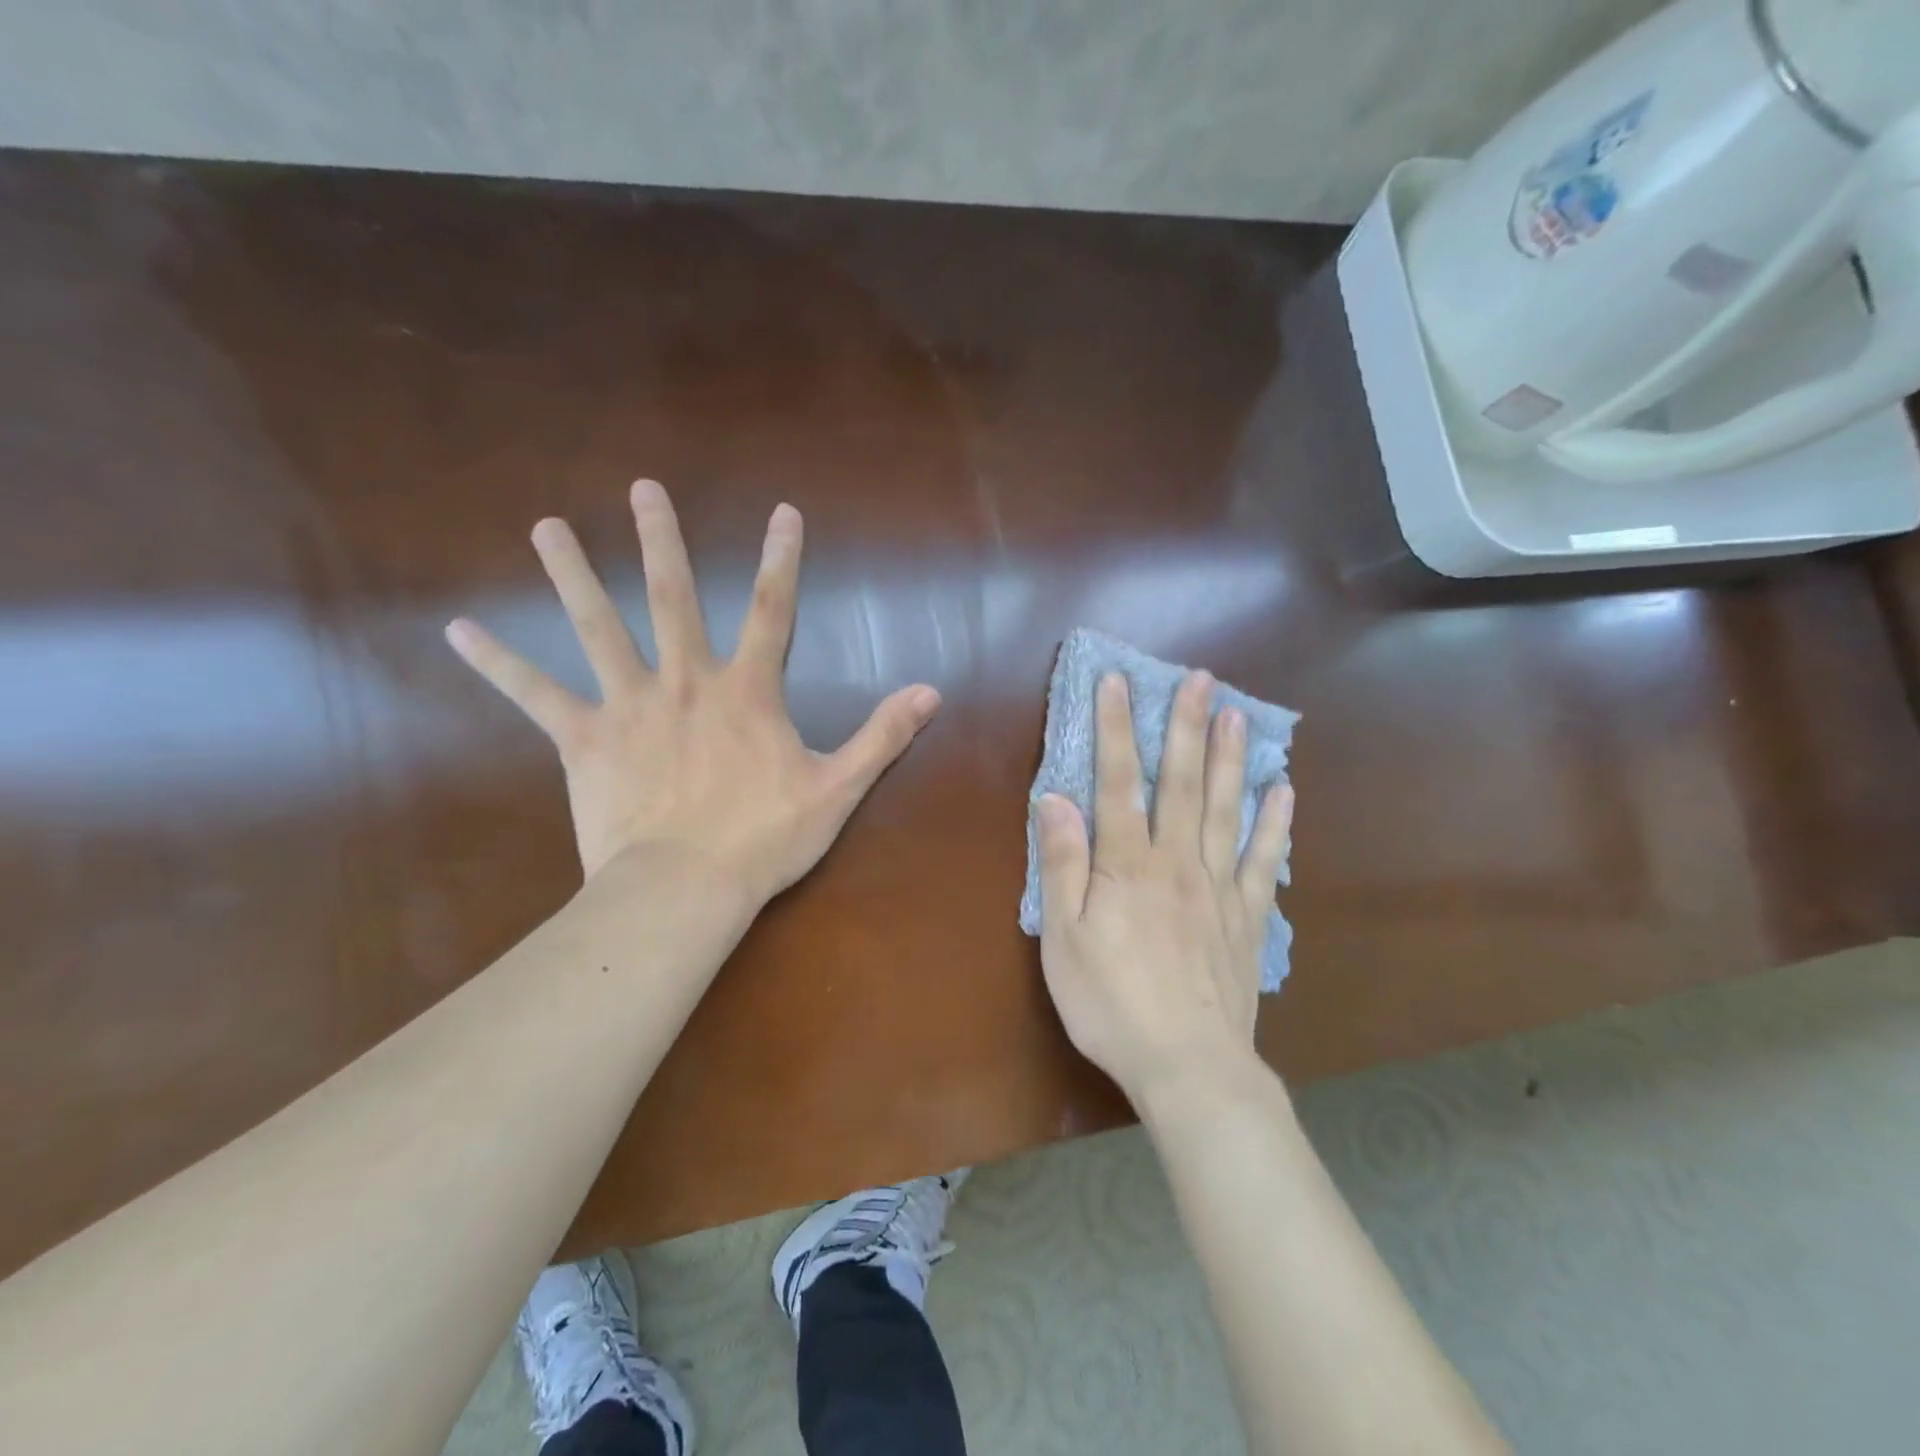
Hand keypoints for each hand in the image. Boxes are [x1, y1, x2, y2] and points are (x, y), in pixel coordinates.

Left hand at [445, 479, 941, 902]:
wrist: (685, 889)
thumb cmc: (764, 839)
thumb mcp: (837, 789)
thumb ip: (883, 736)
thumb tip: (931, 692)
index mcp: (746, 692)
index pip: (774, 611)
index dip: (783, 560)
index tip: (784, 512)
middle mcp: (685, 681)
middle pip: (672, 598)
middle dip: (662, 541)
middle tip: (644, 488)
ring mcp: (629, 706)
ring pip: (597, 628)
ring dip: (572, 574)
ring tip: (546, 527)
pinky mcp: (583, 740)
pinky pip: (536, 695)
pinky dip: (499, 663)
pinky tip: (459, 631)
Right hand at [1033, 670, 1292, 1104]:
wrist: (1188, 1066)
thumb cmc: (1111, 1003)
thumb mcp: (1062, 938)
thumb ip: (1062, 864)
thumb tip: (1054, 798)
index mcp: (1127, 865)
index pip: (1117, 782)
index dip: (1116, 729)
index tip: (1118, 682)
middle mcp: (1177, 861)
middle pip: (1182, 783)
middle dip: (1186, 727)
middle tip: (1200, 679)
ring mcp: (1219, 887)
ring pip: (1226, 810)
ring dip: (1231, 759)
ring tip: (1239, 714)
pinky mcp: (1248, 917)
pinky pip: (1265, 861)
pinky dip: (1275, 824)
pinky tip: (1282, 792)